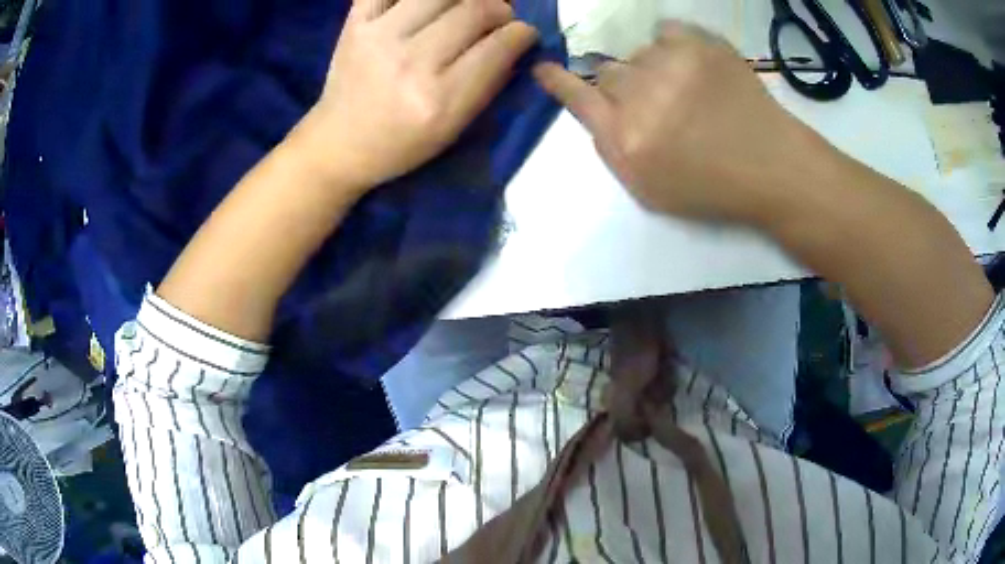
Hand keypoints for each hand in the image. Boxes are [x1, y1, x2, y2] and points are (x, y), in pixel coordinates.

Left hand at [291, 0, 538, 192]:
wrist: (339, 142)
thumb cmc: (401, 143)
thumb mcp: (453, 129)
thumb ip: (488, 83)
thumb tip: (515, 40)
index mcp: (440, 99)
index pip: (499, 46)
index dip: (522, 33)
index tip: (524, 33)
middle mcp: (410, 61)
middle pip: (475, 9)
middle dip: (500, 8)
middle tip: (499, 16)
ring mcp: (379, 36)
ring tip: (467, 6)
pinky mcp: (356, 23)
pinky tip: (429, 3)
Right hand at [534, 22, 828, 225]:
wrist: (772, 166)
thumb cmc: (713, 187)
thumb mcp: (651, 191)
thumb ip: (613, 150)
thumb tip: (596, 110)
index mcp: (627, 140)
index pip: (577, 97)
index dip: (558, 81)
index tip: (544, 68)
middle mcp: (640, 97)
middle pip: (607, 72)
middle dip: (625, 87)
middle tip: (658, 103)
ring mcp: (671, 65)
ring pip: (639, 53)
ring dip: (654, 69)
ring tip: (688, 90)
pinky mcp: (700, 45)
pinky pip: (666, 30)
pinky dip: (674, 46)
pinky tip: (693, 67)